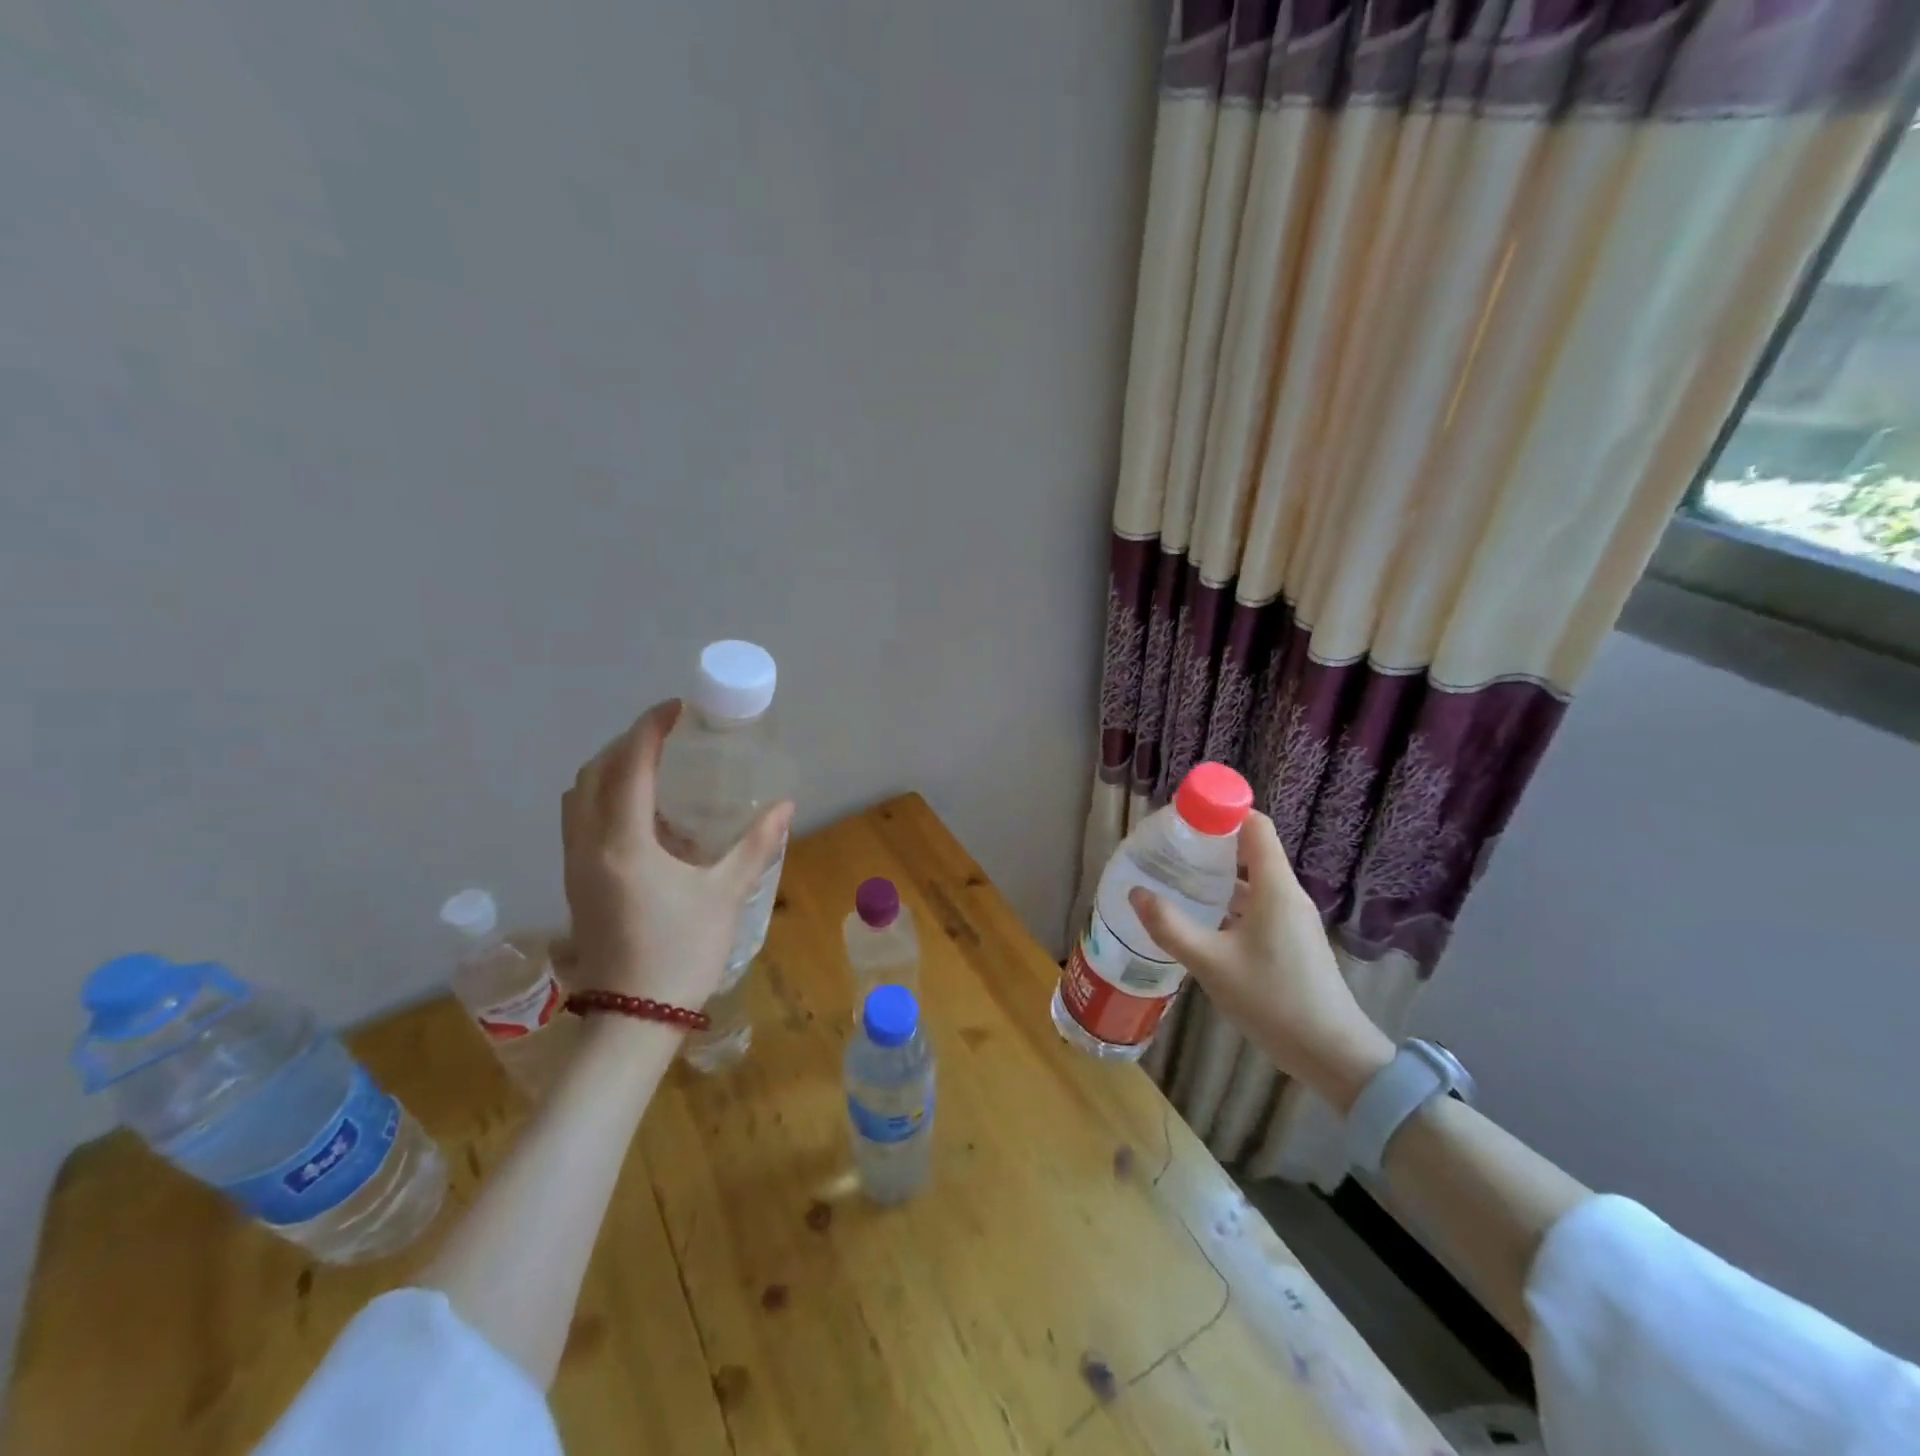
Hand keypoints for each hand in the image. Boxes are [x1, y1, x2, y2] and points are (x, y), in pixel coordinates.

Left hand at [556, 700, 792, 1013]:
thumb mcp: (726, 894)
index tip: (677, 709)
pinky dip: (603, 798)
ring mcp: (575, 865)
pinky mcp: (575, 883)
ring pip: (578, 797)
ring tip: (652, 768)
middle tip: (667, 736)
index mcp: (624, 842)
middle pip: (594, 772)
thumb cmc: (682, 952)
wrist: (633, 1018)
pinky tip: (642, 815)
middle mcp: (589, 845)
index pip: (630, 764)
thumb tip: (786, 806)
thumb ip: (756, 845)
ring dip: (610, 769)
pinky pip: (579, 821)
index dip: (651, 728)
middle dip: (628, 743)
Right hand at [1129, 812, 1392, 1110]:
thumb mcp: (1211, 964)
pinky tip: (1199, 918)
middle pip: (1250, 848)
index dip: (1221, 812)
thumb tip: (1136, 893)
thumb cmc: (1273, 1001)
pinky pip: (1256, 903)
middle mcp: (1287, 894)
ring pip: (1251, 879)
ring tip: (1175, 879)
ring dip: (1217, 874)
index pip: (1254, 825)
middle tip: (1168, 849)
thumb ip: (1171, 926)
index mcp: (1275, 888)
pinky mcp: (1291, 940)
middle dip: (1209, 842)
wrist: (1333, 1055)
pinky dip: (1228, 900)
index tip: (1182, 817)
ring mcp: (1292, 918)